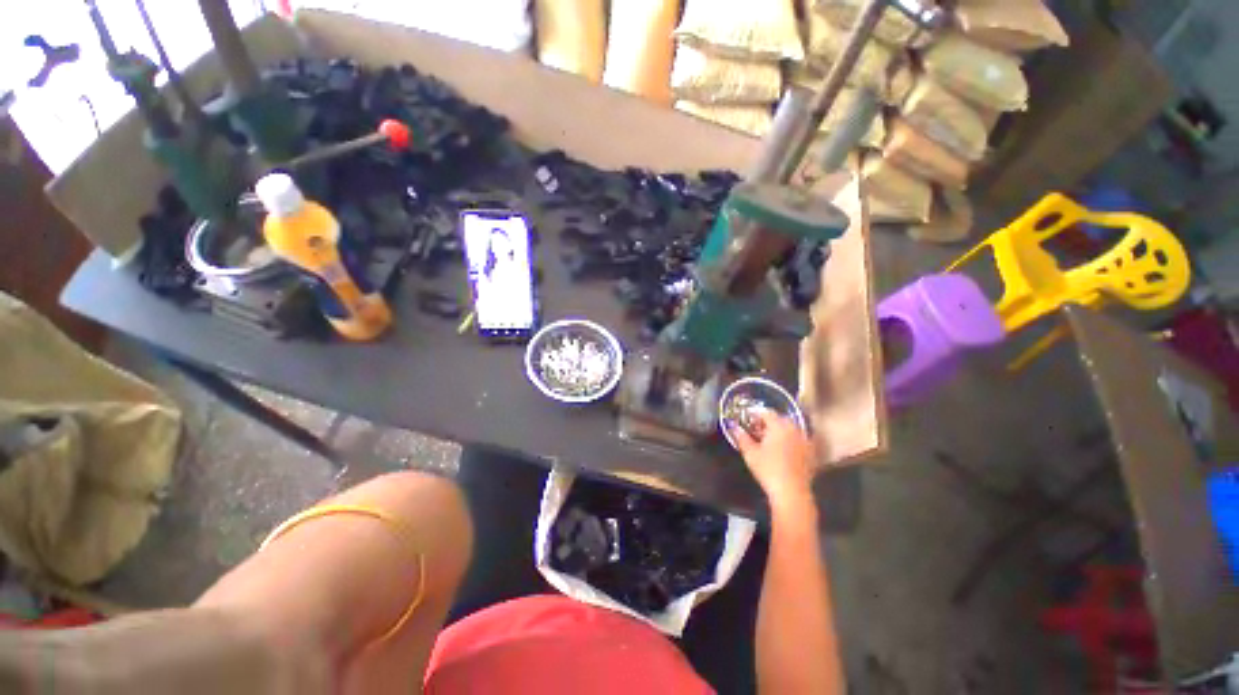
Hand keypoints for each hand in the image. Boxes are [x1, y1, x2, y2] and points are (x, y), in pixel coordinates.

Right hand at [731, 412, 815, 510]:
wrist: (792, 492)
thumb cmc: (768, 469)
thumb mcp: (750, 453)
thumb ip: (741, 437)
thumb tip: (734, 427)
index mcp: (779, 426)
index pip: (766, 413)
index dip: (755, 413)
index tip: (747, 417)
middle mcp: (794, 430)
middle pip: (780, 419)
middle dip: (768, 422)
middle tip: (757, 429)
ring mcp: (805, 441)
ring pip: (791, 429)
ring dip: (780, 431)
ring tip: (770, 439)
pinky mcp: (811, 453)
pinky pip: (799, 440)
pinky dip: (790, 441)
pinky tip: (783, 449)